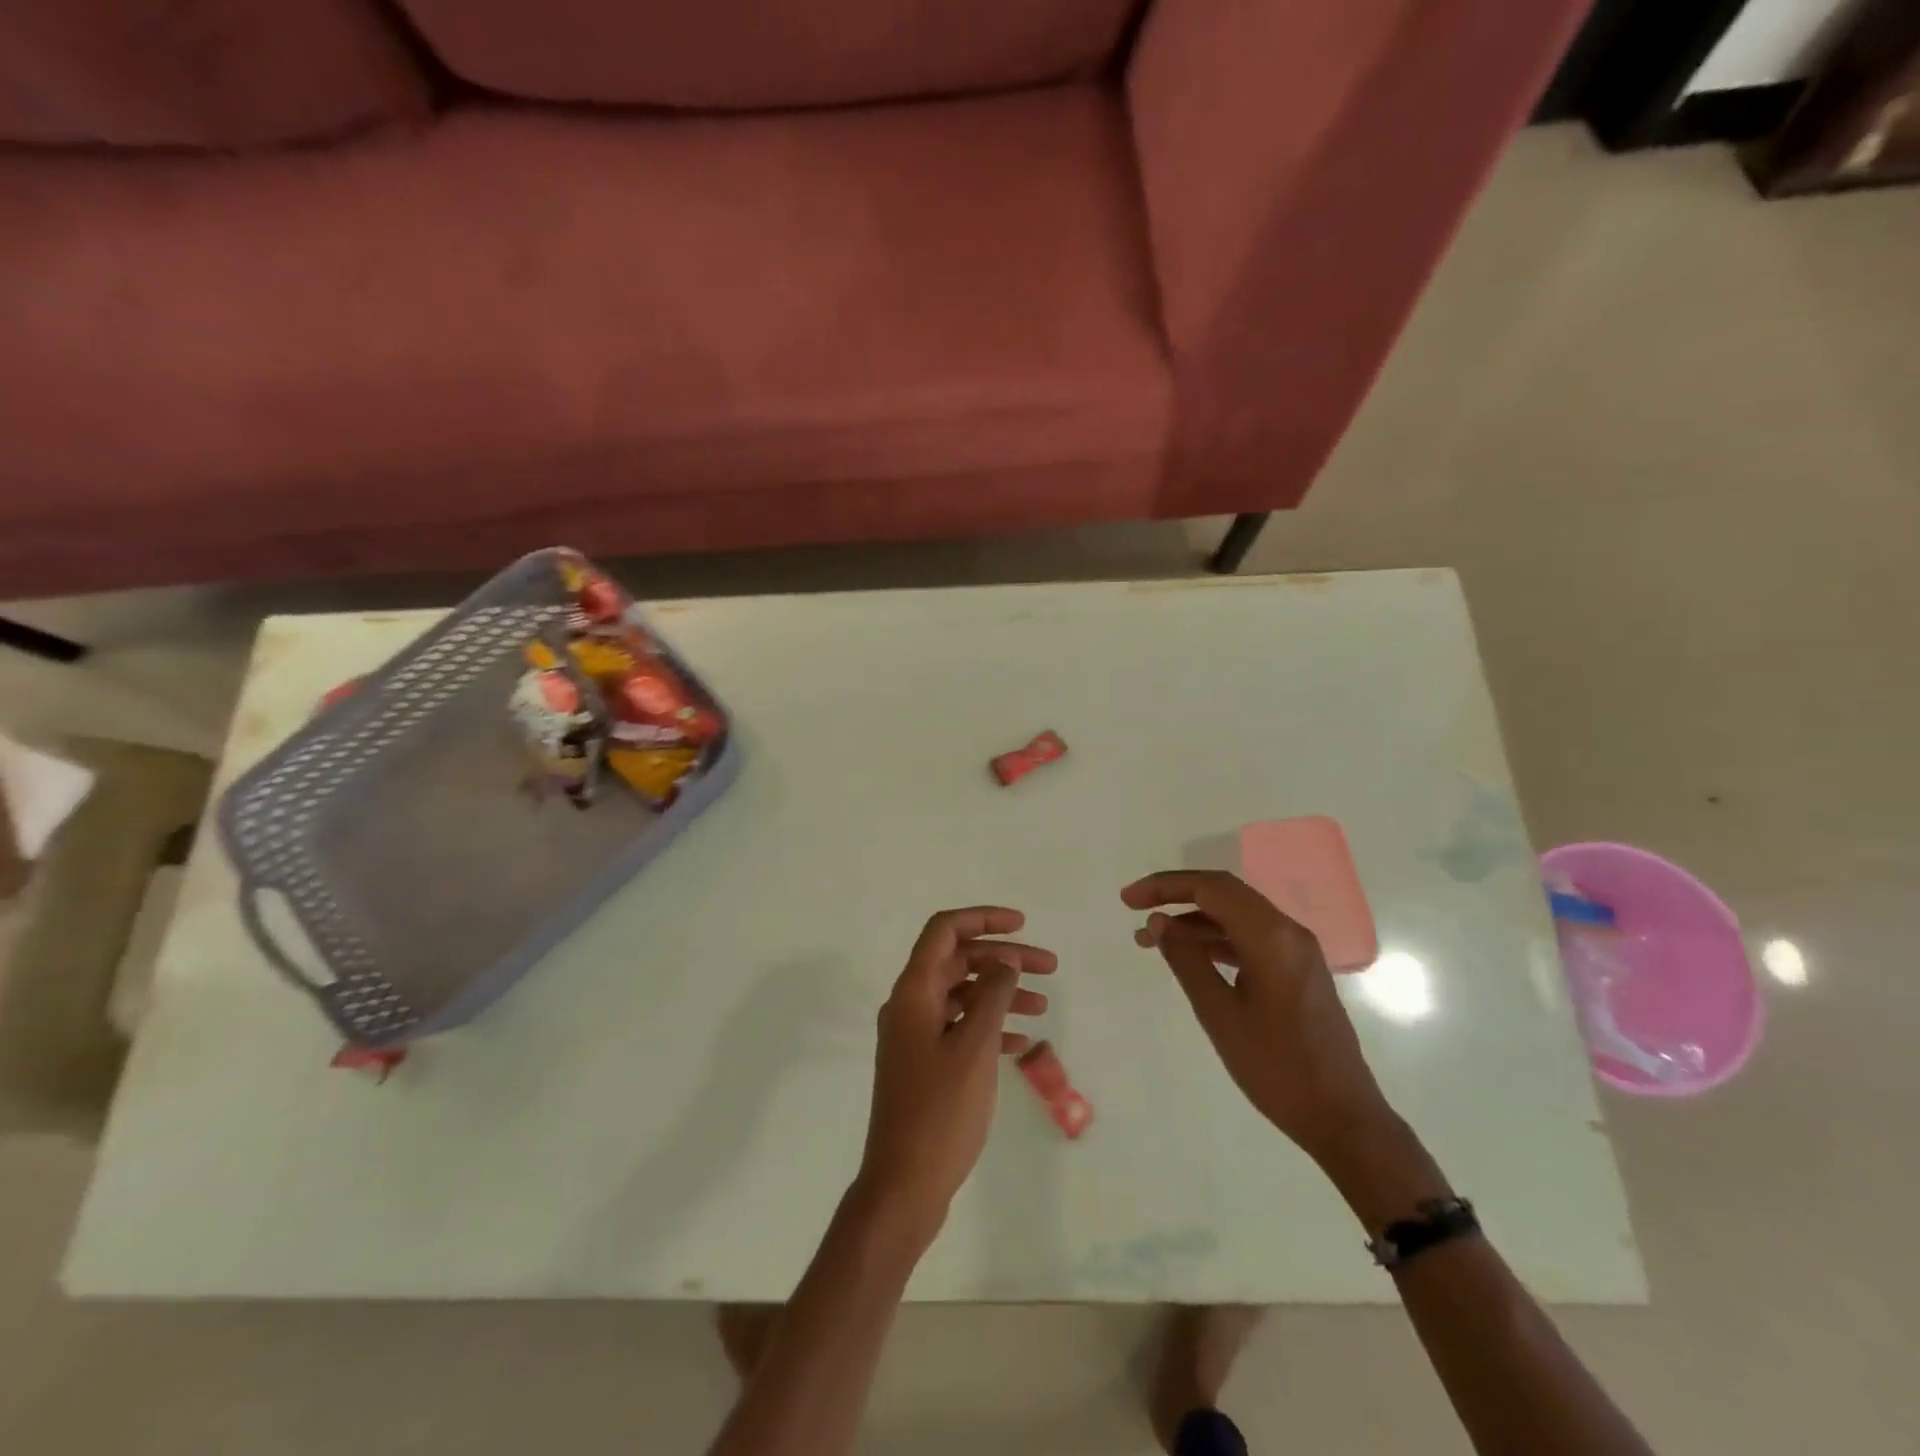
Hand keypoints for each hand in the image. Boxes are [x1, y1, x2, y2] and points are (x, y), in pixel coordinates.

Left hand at [856, 907, 1054, 1241]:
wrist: (903, 1186)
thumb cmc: (940, 1112)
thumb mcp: (974, 1048)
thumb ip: (992, 996)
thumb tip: (1005, 962)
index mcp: (914, 992)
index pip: (944, 931)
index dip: (983, 918)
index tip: (1022, 925)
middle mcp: (910, 1005)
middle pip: (958, 961)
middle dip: (1003, 959)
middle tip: (1049, 967)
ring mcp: (915, 1036)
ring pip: (962, 994)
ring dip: (1001, 993)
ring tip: (1043, 1006)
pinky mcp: (925, 1064)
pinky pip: (960, 1028)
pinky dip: (989, 1025)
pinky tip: (1021, 1041)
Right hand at [1122, 871, 1390, 1163]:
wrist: (1343, 1118)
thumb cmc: (1276, 1068)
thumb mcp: (1219, 1014)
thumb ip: (1186, 960)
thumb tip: (1158, 922)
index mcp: (1271, 937)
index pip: (1211, 888)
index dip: (1165, 887)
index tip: (1128, 900)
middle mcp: (1288, 932)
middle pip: (1225, 893)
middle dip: (1177, 895)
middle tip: (1135, 907)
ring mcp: (1297, 950)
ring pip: (1237, 915)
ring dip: (1194, 920)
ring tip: (1150, 939)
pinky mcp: (1299, 969)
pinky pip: (1251, 937)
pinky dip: (1216, 939)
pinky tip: (1190, 955)